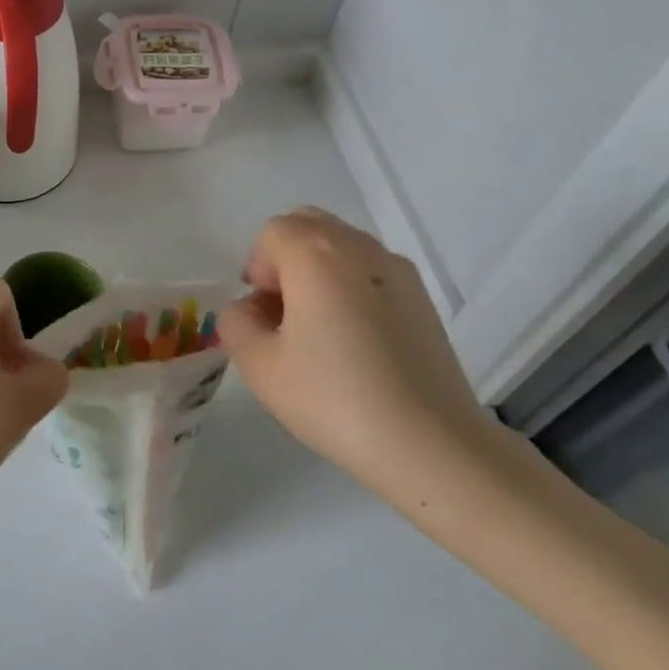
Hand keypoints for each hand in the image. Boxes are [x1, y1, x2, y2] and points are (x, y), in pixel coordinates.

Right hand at [218, 208, 498, 504]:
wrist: (432, 443)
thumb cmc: (335, 399)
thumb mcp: (259, 366)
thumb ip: (236, 323)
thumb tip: (250, 309)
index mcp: (316, 253)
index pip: (272, 233)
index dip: (257, 270)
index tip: (263, 316)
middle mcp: (359, 247)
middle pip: (309, 226)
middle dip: (286, 260)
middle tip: (284, 316)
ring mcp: (398, 270)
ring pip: (342, 247)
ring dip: (319, 273)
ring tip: (321, 333)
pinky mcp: (423, 298)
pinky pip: (371, 272)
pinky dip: (351, 288)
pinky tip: (356, 343)